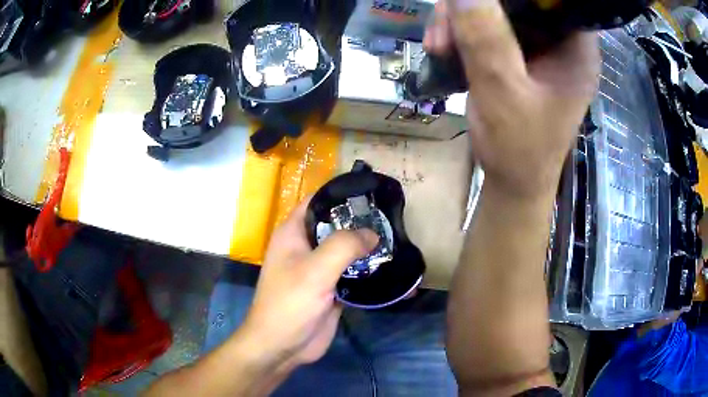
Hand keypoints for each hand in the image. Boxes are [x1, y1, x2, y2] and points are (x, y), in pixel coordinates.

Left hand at [236, 199, 377, 372]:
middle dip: (362, 222)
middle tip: (393, 218)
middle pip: (337, 226)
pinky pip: (353, 275)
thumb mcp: (315, 270)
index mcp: (293, 233)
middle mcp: (306, 248)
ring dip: (368, 248)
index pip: (317, 201)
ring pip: (347, 251)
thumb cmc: (290, 304)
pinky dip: (369, 272)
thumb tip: (372, 233)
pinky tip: (392, 270)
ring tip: (398, 239)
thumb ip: (344, 246)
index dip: (341, 194)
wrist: (283, 347)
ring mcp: (320, 270)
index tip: (371, 193)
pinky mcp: (332, 290)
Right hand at [424, 0, 599, 198]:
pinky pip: (488, 26)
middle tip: (443, 33)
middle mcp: (561, 40)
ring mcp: (539, 46)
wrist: (513, 183)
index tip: (476, 3)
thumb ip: (485, 37)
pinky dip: (462, 32)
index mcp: (575, 47)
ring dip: (460, 21)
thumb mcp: (503, 91)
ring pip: (495, 8)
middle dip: (474, 7)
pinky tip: (445, 50)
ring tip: (438, 48)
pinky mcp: (520, 54)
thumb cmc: (519, 149)